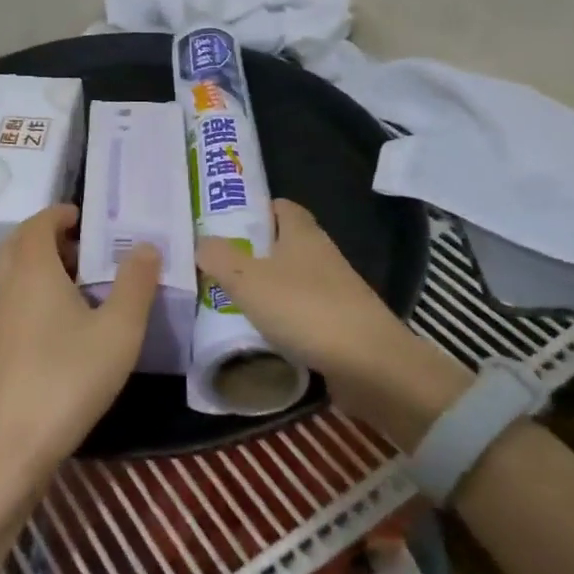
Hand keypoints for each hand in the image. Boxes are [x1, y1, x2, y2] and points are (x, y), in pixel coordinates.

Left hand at [0, 204, 160, 478]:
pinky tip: (65, 323)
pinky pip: (15, 300)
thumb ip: (135, 283)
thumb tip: (145, 245)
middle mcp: (9, 286)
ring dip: (42, 266)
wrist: (12, 443)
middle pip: (19, 244)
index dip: (59, 214)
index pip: (37, 223)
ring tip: (82, 283)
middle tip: (85, 247)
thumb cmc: (68, 377)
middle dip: (48, 236)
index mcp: (33, 270)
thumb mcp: (118, 330)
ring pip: (15, 274)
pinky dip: (36, 293)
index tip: (84, 217)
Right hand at [196, 200, 466, 432]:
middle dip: (252, 254)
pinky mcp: (341, 324)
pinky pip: (303, 314)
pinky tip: (260, 335)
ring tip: (229, 303)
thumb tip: (202, 243)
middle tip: (216, 267)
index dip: (254, 211)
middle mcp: (321, 255)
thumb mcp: (248, 280)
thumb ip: (219, 257)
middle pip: (283, 245)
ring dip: (266, 290)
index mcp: (303, 233)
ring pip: (292, 281)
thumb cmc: (306, 309)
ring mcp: (335, 291)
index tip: (224, 226)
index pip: (279, 207)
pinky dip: (282, 321)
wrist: (371, 366)